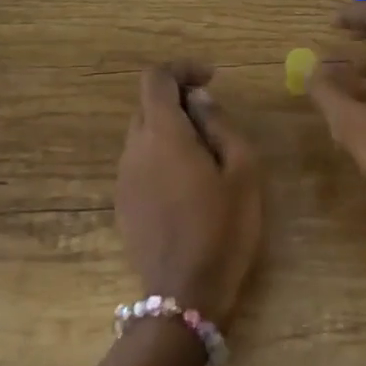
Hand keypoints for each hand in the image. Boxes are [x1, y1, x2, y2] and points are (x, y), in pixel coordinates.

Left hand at [114, 62, 263, 325]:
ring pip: (143, 135)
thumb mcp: (242, 172)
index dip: (182, 69)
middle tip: (215, 120)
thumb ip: (220, 125)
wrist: (184, 296)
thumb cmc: (223, 229)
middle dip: (179, 100)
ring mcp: (123, 179)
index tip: (211, 79)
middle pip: (147, 105)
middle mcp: (134, 150)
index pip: (156, 78)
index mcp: (163, 135)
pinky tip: (188, 185)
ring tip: (207, 156)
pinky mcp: (123, 204)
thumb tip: (200, 99)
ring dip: (171, 130)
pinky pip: (140, 163)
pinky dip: (162, 156)